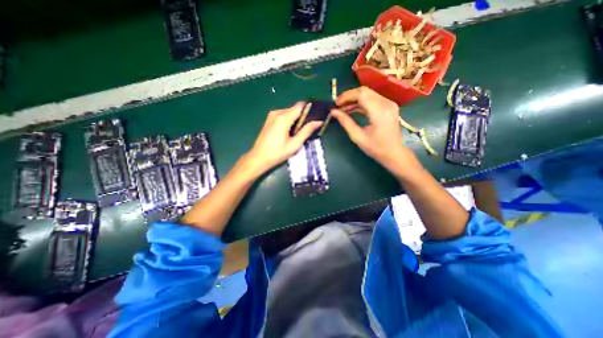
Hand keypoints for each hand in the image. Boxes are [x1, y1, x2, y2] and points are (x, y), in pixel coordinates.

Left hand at [243, 101, 322, 176]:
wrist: (258, 158)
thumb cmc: (277, 153)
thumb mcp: (294, 144)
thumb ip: (306, 131)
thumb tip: (319, 121)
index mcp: (283, 118)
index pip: (300, 106)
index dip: (310, 109)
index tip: (316, 117)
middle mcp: (277, 113)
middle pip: (295, 109)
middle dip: (303, 116)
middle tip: (308, 129)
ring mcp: (272, 115)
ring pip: (289, 112)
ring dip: (296, 119)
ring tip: (299, 132)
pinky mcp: (269, 119)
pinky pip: (283, 115)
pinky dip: (289, 120)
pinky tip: (290, 131)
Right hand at [329, 85, 419, 177]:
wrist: (394, 153)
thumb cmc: (376, 148)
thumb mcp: (357, 137)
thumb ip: (345, 122)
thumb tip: (333, 112)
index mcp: (379, 111)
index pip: (361, 94)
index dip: (346, 96)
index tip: (336, 104)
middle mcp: (386, 103)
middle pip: (364, 91)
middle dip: (349, 97)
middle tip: (338, 106)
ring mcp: (389, 104)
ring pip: (367, 94)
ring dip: (354, 100)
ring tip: (342, 110)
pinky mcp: (388, 106)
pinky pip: (372, 100)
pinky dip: (360, 104)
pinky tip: (352, 110)